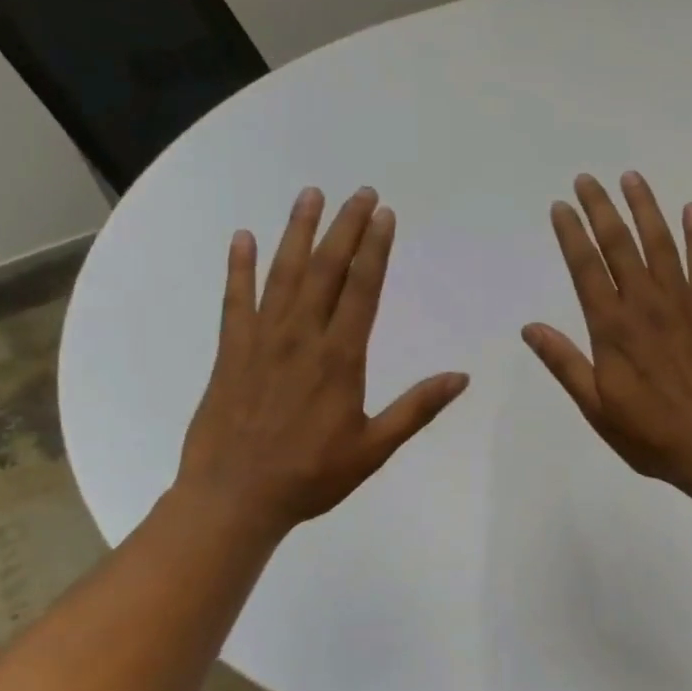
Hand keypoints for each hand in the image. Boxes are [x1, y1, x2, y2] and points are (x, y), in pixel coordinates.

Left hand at [178, 186, 469, 539]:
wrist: (233, 498)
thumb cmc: (311, 476)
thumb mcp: (374, 449)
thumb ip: (416, 409)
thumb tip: (461, 377)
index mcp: (340, 359)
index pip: (362, 291)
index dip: (375, 249)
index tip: (384, 215)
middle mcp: (301, 338)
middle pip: (326, 271)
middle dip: (344, 228)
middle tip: (358, 192)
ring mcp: (260, 341)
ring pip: (283, 274)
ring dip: (297, 232)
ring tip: (310, 195)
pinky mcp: (229, 352)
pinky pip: (235, 300)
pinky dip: (238, 267)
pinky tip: (242, 239)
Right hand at [523, 172, 691, 494]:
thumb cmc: (651, 434)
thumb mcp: (597, 407)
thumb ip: (565, 364)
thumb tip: (530, 328)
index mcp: (612, 328)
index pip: (586, 269)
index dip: (572, 235)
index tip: (561, 206)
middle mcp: (645, 305)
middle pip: (620, 245)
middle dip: (601, 209)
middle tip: (588, 179)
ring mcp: (682, 304)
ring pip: (660, 244)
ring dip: (645, 209)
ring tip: (632, 178)